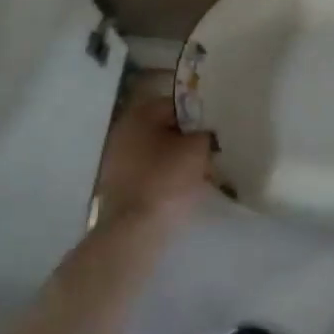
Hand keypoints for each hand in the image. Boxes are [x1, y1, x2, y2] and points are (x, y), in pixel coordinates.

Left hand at [94, 94, 213, 236]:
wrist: (136, 229)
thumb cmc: (167, 179)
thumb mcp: (197, 149)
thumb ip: (205, 133)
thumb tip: (206, 132)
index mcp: (139, 115)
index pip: (176, 104)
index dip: (199, 115)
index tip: (216, 130)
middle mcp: (124, 131)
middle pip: (165, 128)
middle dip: (188, 139)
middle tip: (212, 152)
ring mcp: (117, 160)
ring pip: (158, 152)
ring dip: (178, 159)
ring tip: (203, 173)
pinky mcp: (118, 185)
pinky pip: (149, 173)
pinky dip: (166, 177)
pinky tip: (184, 190)